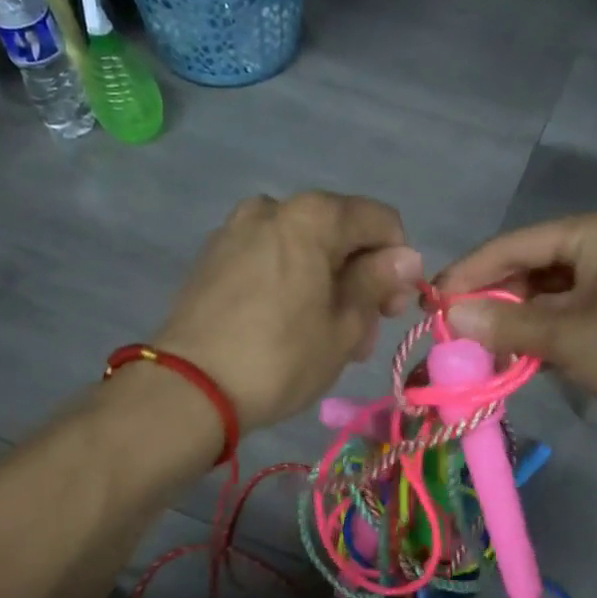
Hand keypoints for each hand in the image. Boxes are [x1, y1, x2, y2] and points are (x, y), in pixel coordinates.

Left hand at [153, 192, 422, 431]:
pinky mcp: (213, 258)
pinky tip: (288, 327)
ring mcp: (236, 231)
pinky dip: (291, 285)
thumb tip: (407, 257)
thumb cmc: (281, 358)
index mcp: (312, 216)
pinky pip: (270, 261)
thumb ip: (377, 282)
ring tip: (325, 339)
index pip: (380, 221)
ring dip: (326, 286)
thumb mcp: (344, 326)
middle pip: (339, 234)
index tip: (391, 309)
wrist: (189, 389)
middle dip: (360, 279)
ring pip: (304, 250)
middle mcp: (272, 208)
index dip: (398, 264)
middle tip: (361, 335)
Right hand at [436, 209, 596, 438]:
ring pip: (546, 299)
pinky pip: (566, 321)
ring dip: (513, 325)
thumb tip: (450, 317)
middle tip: (451, 331)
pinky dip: (540, 339)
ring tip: (474, 350)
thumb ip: (505, 325)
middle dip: (491, 301)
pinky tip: (512, 360)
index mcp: (594, 234)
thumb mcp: (567, 335)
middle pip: (529, 270)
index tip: (432, 299)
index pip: (515, 244)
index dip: (470, 272)